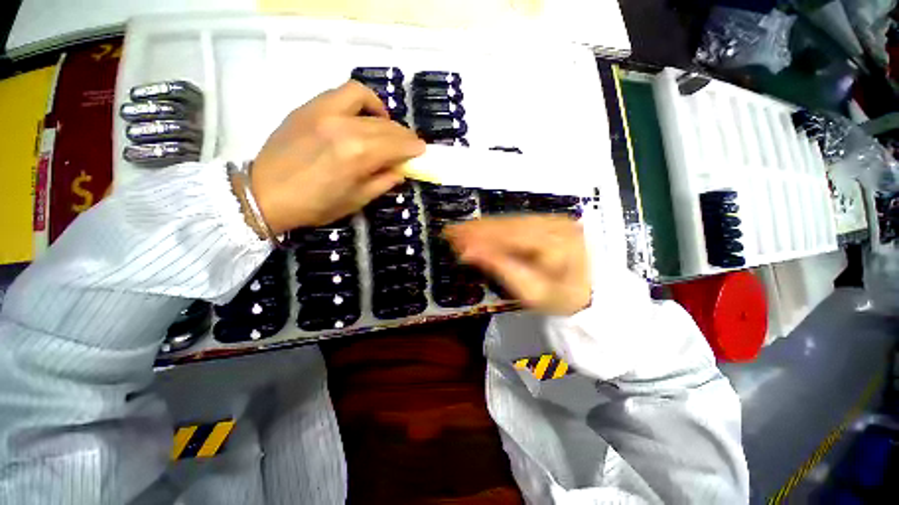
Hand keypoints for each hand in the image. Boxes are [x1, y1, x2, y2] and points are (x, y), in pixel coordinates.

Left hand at [250, 80, 425, 233]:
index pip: (397, 144)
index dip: (414, 148)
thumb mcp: (357, 201)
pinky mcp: (310, 107)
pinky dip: (362, 101)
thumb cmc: (315, 205)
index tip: (422, 151)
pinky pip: (343, 93)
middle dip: (404, 135)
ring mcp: (325, 111)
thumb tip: (400, 169)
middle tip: (409, 145)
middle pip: (386, 125)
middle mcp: (345, 126)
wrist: (265, 194)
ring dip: (385, 114)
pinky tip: (364, 115)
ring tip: (387, 127)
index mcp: (358, 155)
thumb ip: (383, 181)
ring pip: (367, 100)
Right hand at [445, 216, 590, 315]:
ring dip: (482, 226)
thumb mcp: (531, 292)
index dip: (480, 238)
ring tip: (459, 229)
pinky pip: (516, 221)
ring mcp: (554, 220)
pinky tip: (478, 228)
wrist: (590, 293)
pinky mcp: (549, 221)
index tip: (454, 240)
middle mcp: (556, 225)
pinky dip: (494, 225)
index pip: (511, 237)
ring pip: (510, 221)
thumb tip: (469, 252)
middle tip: (450, 232)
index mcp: (557, 245)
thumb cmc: (561, 299)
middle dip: (476, 229)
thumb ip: (501, 269)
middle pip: (508, 225)